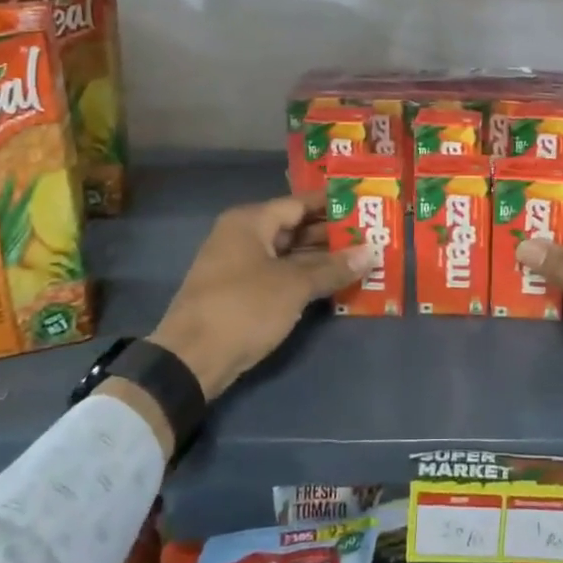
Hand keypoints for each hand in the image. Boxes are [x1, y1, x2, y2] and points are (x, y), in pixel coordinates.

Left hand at [110, 196, 373, 420]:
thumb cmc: (244, 308)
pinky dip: (305, 278)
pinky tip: (335, 284)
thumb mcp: (294, 286)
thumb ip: (333, 268)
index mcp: (250, 221)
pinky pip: (280, 275)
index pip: (299, 203)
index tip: (365, 204)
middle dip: (331, 234)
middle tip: (371, 235)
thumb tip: (371, 252)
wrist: (191, 360)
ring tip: (361, 259)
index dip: (333, 204)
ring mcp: (240, 266)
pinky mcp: (241, 293)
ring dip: (321, 259)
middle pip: (294, 227)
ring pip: (289, 254)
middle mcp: (243, 236)